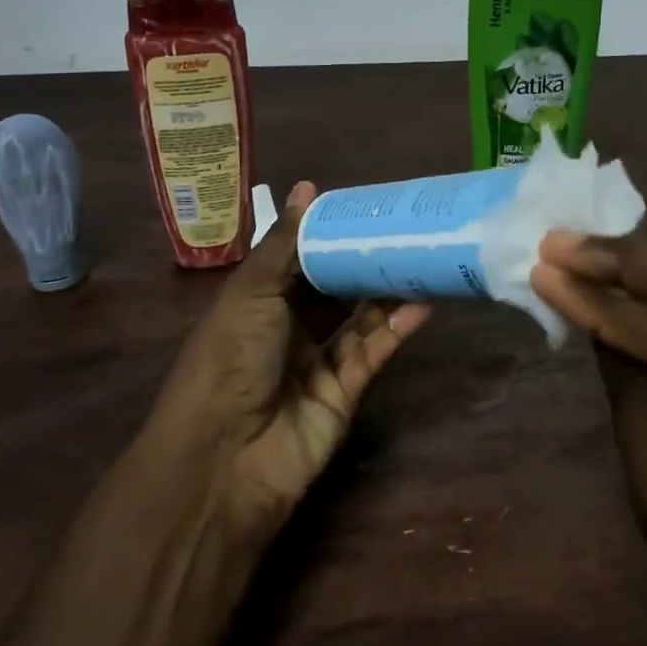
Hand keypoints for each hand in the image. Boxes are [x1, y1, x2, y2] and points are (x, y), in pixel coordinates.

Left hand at [149, 183, 431, 534]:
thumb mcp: (252, 291)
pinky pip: (373, 352)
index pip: (300, 258)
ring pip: (360, 318)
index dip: (329, 233)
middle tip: (406, 228)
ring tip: (424, 258)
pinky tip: (423, 303)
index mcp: (258, 300)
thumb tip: (306, 187)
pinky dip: (396, 328)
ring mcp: (317, 362)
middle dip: (365, 259)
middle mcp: (288, 328)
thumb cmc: (229, 358)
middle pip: (334, 287)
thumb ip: (285, 242)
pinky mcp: (345, 393)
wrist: (223, 458)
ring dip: (388, 291)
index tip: (366, 206)